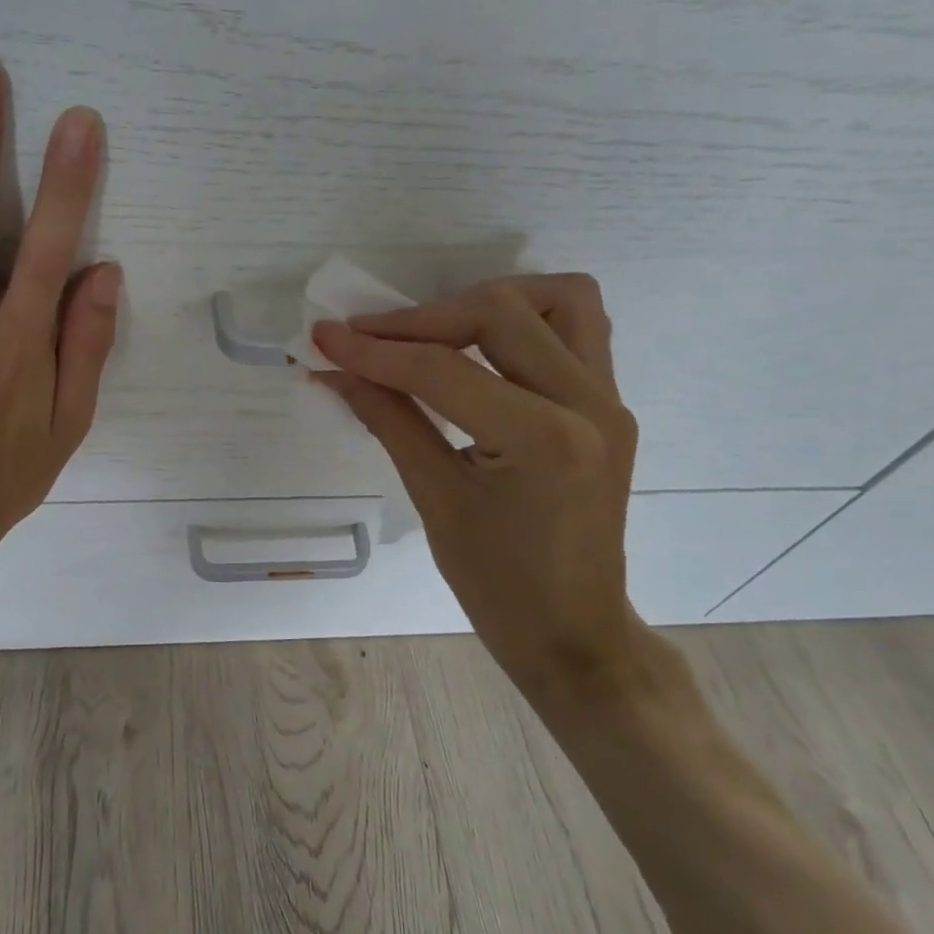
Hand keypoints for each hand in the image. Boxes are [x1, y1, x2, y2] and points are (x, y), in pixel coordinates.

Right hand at [312, 275, 640, 697]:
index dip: (374, 349)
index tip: (322, 336)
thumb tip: (333, 368)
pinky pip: (577, 326)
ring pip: (556, 299)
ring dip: (487, 302)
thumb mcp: (434, 499)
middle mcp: (589, 403)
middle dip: (421, 318)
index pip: (443, 368)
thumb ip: (387, 418)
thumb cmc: (499, 586)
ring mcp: (609, 399)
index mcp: (543, 439)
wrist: (575, 634)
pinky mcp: (610, 403)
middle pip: (500, 312)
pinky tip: (481, 347)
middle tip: (368, 338)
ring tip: (434, 331)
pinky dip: (524, 318)